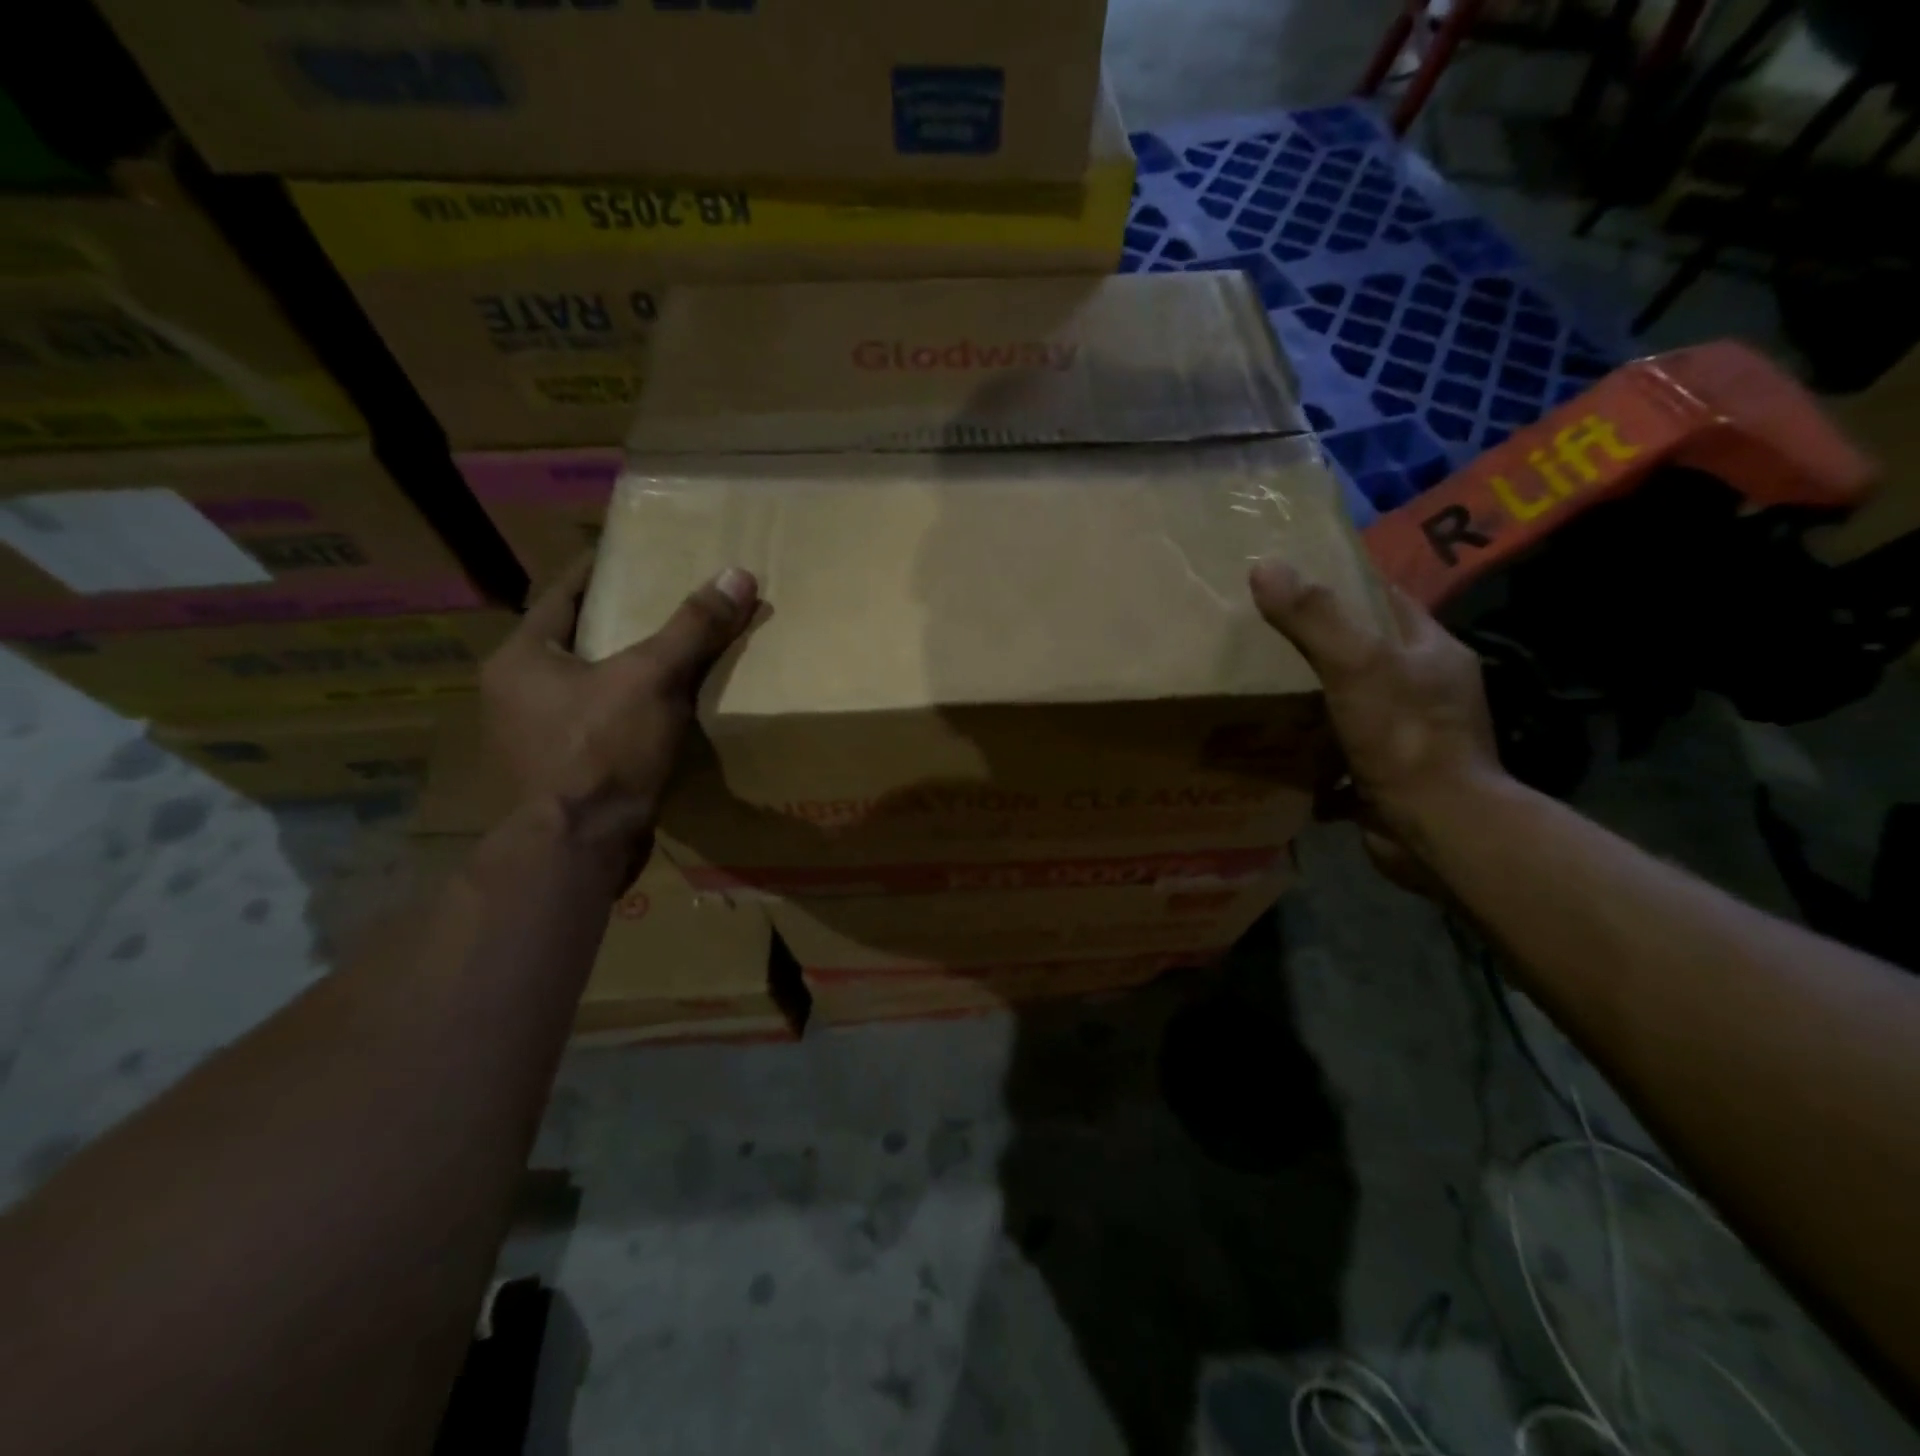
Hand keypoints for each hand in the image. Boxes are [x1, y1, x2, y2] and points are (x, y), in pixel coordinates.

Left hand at [479, 554, 757, 859]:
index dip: (595, 569)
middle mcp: (515, 693)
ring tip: (666, 651)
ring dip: (620, 668)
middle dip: (613, 620)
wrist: (580, 847)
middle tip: (658, 599)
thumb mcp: (653, 679)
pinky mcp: (557, 771)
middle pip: (572, 640)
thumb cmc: (603, 751)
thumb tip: (738, 575)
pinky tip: (660, 708)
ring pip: (584, 684)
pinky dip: (624, 708)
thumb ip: (693, 628)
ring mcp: (532, 737)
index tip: (627, 551)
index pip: (560, 595)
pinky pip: (596, 722)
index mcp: (521, 659)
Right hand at [1249, 558, 1504, 877]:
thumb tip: (1265, 566)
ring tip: (1257, 694)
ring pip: (1350, 707)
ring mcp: (1407, 738)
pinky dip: (1309, 758)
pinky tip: (1272, 754)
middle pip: (1365, 655)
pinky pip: (1338, 759)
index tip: (1294, 580)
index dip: (1344, 586)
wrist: (1438, 830)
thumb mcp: (1357, 665)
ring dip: (1310, 705)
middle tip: (1261, 639)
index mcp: (1431, 651)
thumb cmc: (1405, 737)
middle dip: (1317, 649)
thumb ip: (1314, 617)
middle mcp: (1425, 690)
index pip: (1387, 601)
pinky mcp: (1386, 779)